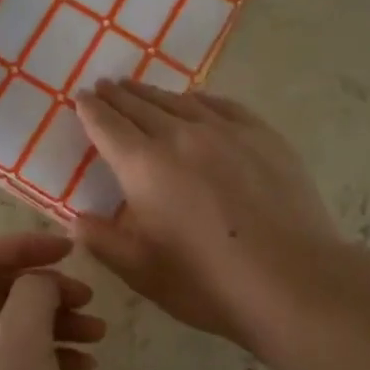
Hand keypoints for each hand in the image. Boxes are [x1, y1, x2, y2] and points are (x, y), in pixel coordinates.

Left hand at [0, 233, 105, 369]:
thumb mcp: (22, 341)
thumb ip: (33, 293)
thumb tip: (41, 281)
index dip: (23, 244)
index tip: (69, 251)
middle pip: (0, 291)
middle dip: (45, 286)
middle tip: (87, 298)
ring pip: (18, 327)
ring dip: (57, 320)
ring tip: (97, 334)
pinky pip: (27, 363)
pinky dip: (56, 355)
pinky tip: (87, 368)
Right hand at [73, 80, 341, 353]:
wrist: (294, 281)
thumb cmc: (208, 283)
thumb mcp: (141, 272)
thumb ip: (102, 241)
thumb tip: (75, 218)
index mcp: (144, 166)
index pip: (107, 126)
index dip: (91, 110)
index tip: (81, 98)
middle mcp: (180, 136)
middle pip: (140, 105)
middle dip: (117, 95)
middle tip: (104, 86)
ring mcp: (225, 131)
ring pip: (179, 101)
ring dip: (153, 93)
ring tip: (139, 89)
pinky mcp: (262, 136)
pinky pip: (221, 105)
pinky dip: (198, 100)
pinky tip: (196, 102)